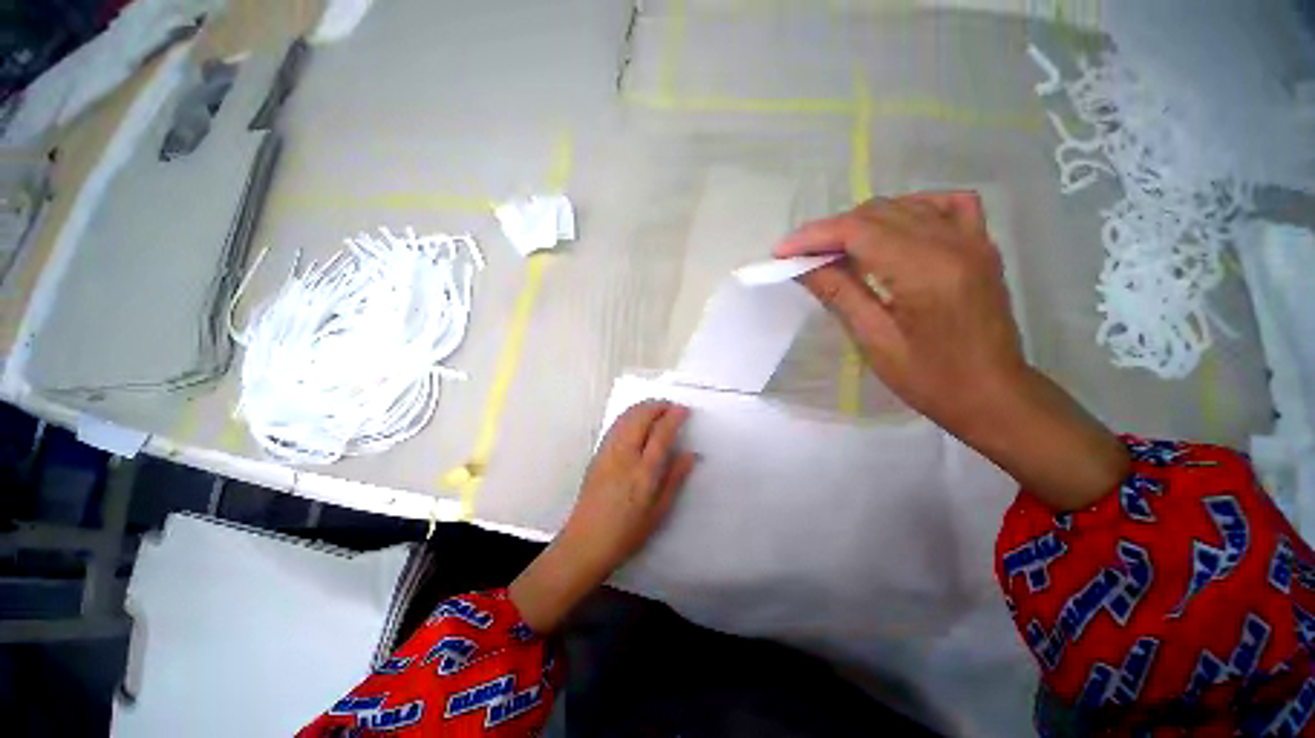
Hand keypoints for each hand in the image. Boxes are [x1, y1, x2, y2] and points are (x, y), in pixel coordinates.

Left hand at [510, 401, 694, 631]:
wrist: (586, 542)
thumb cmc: (627, 532)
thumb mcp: (659, 510)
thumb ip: (675, 478)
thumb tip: (690, 454)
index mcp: (644, 471)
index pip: (661, 432)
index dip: (673, 416)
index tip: (683, 409)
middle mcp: (625, 455)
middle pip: (641, 417)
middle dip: (657, 405)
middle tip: (671, 406)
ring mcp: (608, 452)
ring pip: (626, 417)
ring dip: (643, 407)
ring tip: (656, 408)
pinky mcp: (597, 453)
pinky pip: (615, 425)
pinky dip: (629, 415)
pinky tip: (636, 419)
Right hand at [777, 192, 1023, 431]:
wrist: (993, 395)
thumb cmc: (930, 379)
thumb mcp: (874, 340)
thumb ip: (839, 294)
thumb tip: (803, 267)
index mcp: (926, 271)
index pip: (859, 232)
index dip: (814, 236)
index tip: (781, 251)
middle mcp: (953, 243)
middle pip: (878, 213)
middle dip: (830, 230)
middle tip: (801, 256)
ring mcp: (973, 239)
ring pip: (904, 206)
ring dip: (861, 222)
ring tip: (835, 248)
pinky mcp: (981, 245)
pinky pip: (945, 205)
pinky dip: (909, 209)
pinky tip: (891, 228)